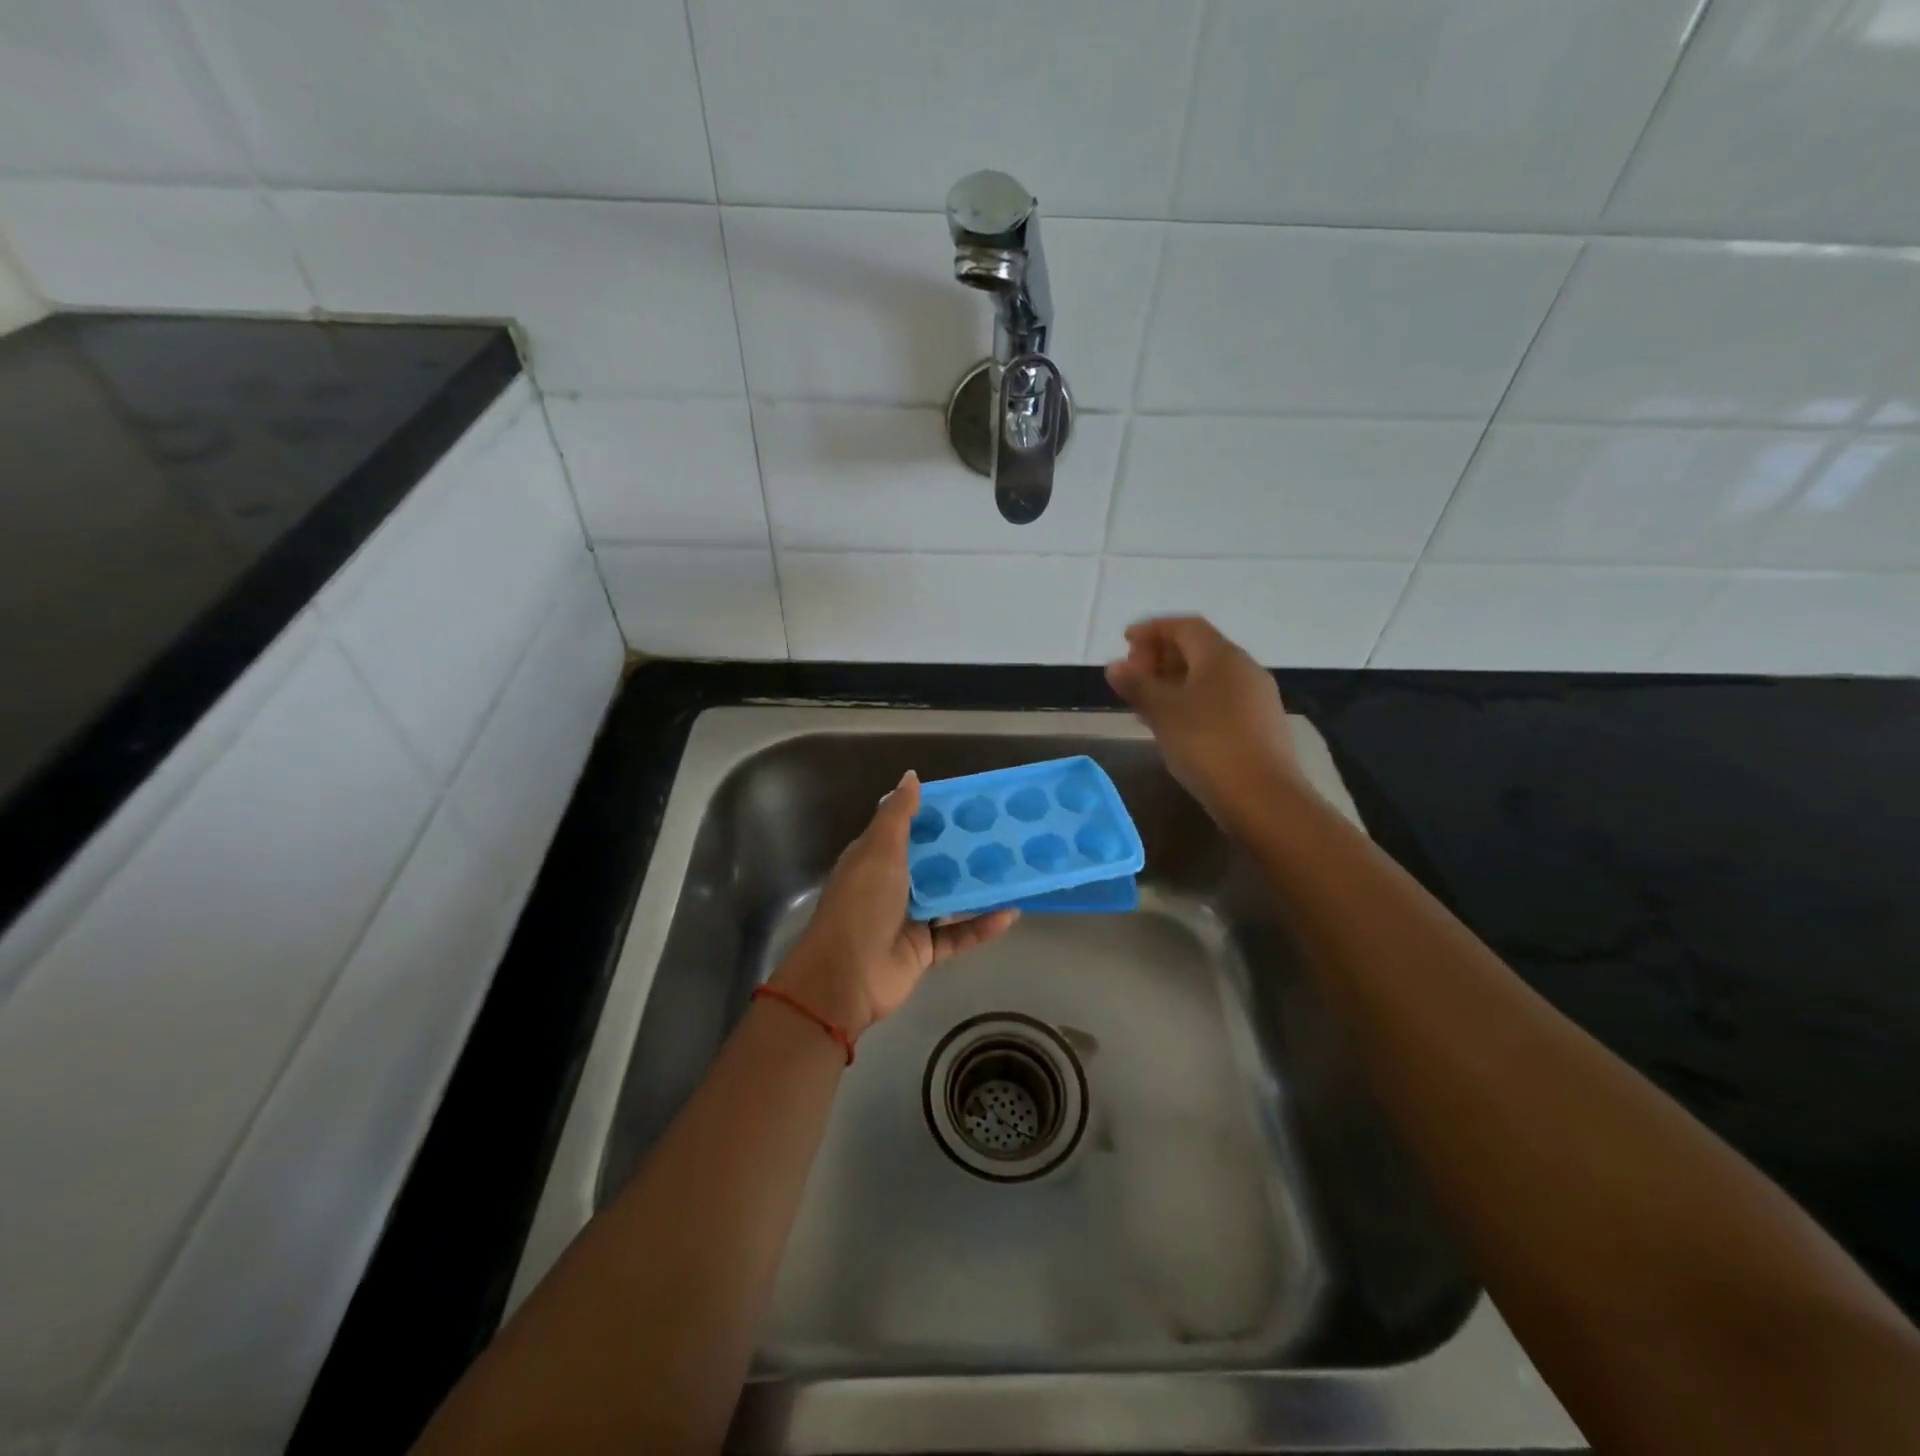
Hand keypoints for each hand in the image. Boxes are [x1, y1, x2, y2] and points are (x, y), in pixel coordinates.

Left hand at [773, 771, 1017, 1041]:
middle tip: (1005, 835)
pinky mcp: (925, 950)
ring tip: (1015, 870)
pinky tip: (1010, 913)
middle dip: (965, 851)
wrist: (846, 978)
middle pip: (934, 864)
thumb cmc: (861, 904)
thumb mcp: (878, 851)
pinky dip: (982, 926)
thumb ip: (897, 815)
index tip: (972, 805)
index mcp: (876, 859)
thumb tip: (911, 776)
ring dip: (978, 888)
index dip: (937, 817)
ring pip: (950, 899)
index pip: (910, 831)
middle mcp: (893, 886)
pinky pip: (959, 934)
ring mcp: (909, 919)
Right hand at [1104, 616, 1303, 834]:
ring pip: (1208, 676)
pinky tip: (1173, 725)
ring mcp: (1255, 697)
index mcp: (1221, 656)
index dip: (1152, 629)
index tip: (1125, 641)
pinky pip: (1218, 699)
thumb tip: (1115, 666)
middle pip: (1198, 648)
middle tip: (1132, 675)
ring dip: (1174, 681)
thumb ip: (1137, 685)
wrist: (1263, 798)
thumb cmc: (1207, 745)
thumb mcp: (1162, 712)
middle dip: (1161, 656)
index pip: (1184, 626)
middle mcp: (1243, 668)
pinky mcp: (1259, 725)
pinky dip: (1191, 701)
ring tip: (1145, 702)